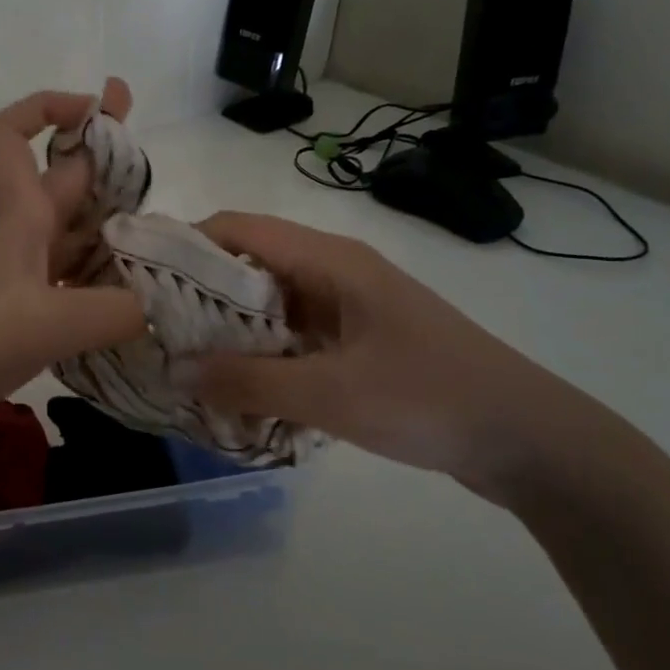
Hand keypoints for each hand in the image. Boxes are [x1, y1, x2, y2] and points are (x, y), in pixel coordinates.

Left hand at [0, 81, 146, 444]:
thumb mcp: (50, 323)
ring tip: (167, 235)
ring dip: (113, 222)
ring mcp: (22, 272)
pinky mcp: (25, 308)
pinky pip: (73, 276)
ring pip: (74, 230)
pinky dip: (104, 274)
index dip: (47, 106)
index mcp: (18, 215)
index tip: (95, 106)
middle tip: (156, 158)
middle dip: (106, 156)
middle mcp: (21, 233)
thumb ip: (116, 312)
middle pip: (63, 178)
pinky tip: (136, 293)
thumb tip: (161, 309)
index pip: (11, 134)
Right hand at [184, 212, 613, 501]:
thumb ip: (248, 382)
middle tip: (154, 330)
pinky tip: (237, 385)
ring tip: (184, 359)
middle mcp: (334, 271)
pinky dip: (260, 352)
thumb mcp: (330, 395)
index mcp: (329, 261)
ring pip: (269, 302)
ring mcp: (348, 306)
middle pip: (249, 263)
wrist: (529, 440)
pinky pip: (292, 334)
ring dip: (229, 327)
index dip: (185, 244)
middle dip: (198, 292)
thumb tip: (176, 369)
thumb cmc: (430, 399)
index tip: (140, 279)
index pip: (238, 228)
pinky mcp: (357, 340)